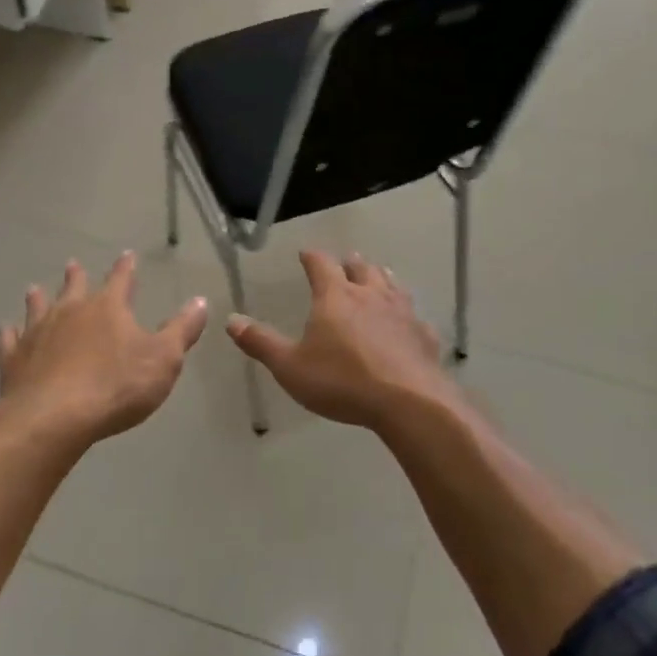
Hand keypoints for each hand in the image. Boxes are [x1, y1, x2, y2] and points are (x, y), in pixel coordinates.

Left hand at [0, 253, 208, 447]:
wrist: (54, 418)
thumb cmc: (116, 387)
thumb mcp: (164, 360)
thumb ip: (182, 330)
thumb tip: (200, 301)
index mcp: (108, 308)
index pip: (121, 279)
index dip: (126, 267)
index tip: (127, 255)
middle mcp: (70, 311)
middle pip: (73, 287)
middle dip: (76, 276)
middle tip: (72, 264)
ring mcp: (37, 333)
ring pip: (37, 307)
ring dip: (38, 298)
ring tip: (35, 290)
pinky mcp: (13, 359)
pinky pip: (8, 341)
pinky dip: (8, 335)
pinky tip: (6, 332)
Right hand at [226, 251, 459, 430]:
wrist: (408, 401)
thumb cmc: (341, 381)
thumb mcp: (290, 366)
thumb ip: (261, 342)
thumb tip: (231, 320)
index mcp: (335, 296)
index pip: (321, 264)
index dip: (312, 257)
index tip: (306, 254)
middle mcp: (370, 294)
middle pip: (361, 268)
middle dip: (350, 263)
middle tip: (346, 262)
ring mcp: (402, 312)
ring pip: (392, 284)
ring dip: (381, 277)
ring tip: (378, 276)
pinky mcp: (424, 334)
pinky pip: (414, 315)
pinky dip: (406, 313)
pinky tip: (407, 322)